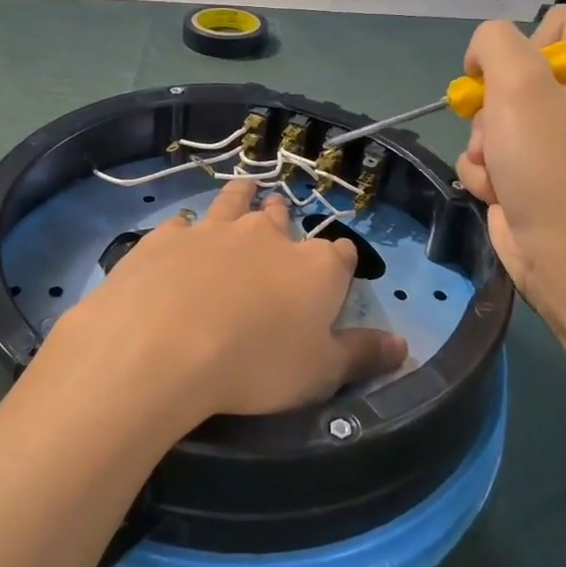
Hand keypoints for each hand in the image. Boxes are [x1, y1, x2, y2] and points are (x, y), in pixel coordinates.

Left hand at [54, 178, 406, 425]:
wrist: (162, 346)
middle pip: (283, 217)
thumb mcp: (320, 374)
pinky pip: (182, 225)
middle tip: (278, 227)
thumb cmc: (255, 366)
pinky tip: (180, 237)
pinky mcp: (167, 236)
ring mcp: (214, 229)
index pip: (340, 254)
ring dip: (242, 197)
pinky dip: (186, 230)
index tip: (335, 274)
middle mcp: (267, 235)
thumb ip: (362, 354)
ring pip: (234, 201)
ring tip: (244, 192)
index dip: (339, 263)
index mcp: (314, 266)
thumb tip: (403, 343)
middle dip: (285, 220)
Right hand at [456, 8, 565, 308]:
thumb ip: (495, 42)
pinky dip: (490, 172)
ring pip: (499, 117)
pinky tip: (499, 190)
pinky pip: (500, 153)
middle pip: (518, 75)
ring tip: (500, 169)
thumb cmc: (553, 164)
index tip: (510, 81)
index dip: (520, 49)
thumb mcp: (519, 83)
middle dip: (494, 107)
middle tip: (500, 132)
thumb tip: (483, 54)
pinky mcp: (546, 176)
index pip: (554, 26)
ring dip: (486, 143)